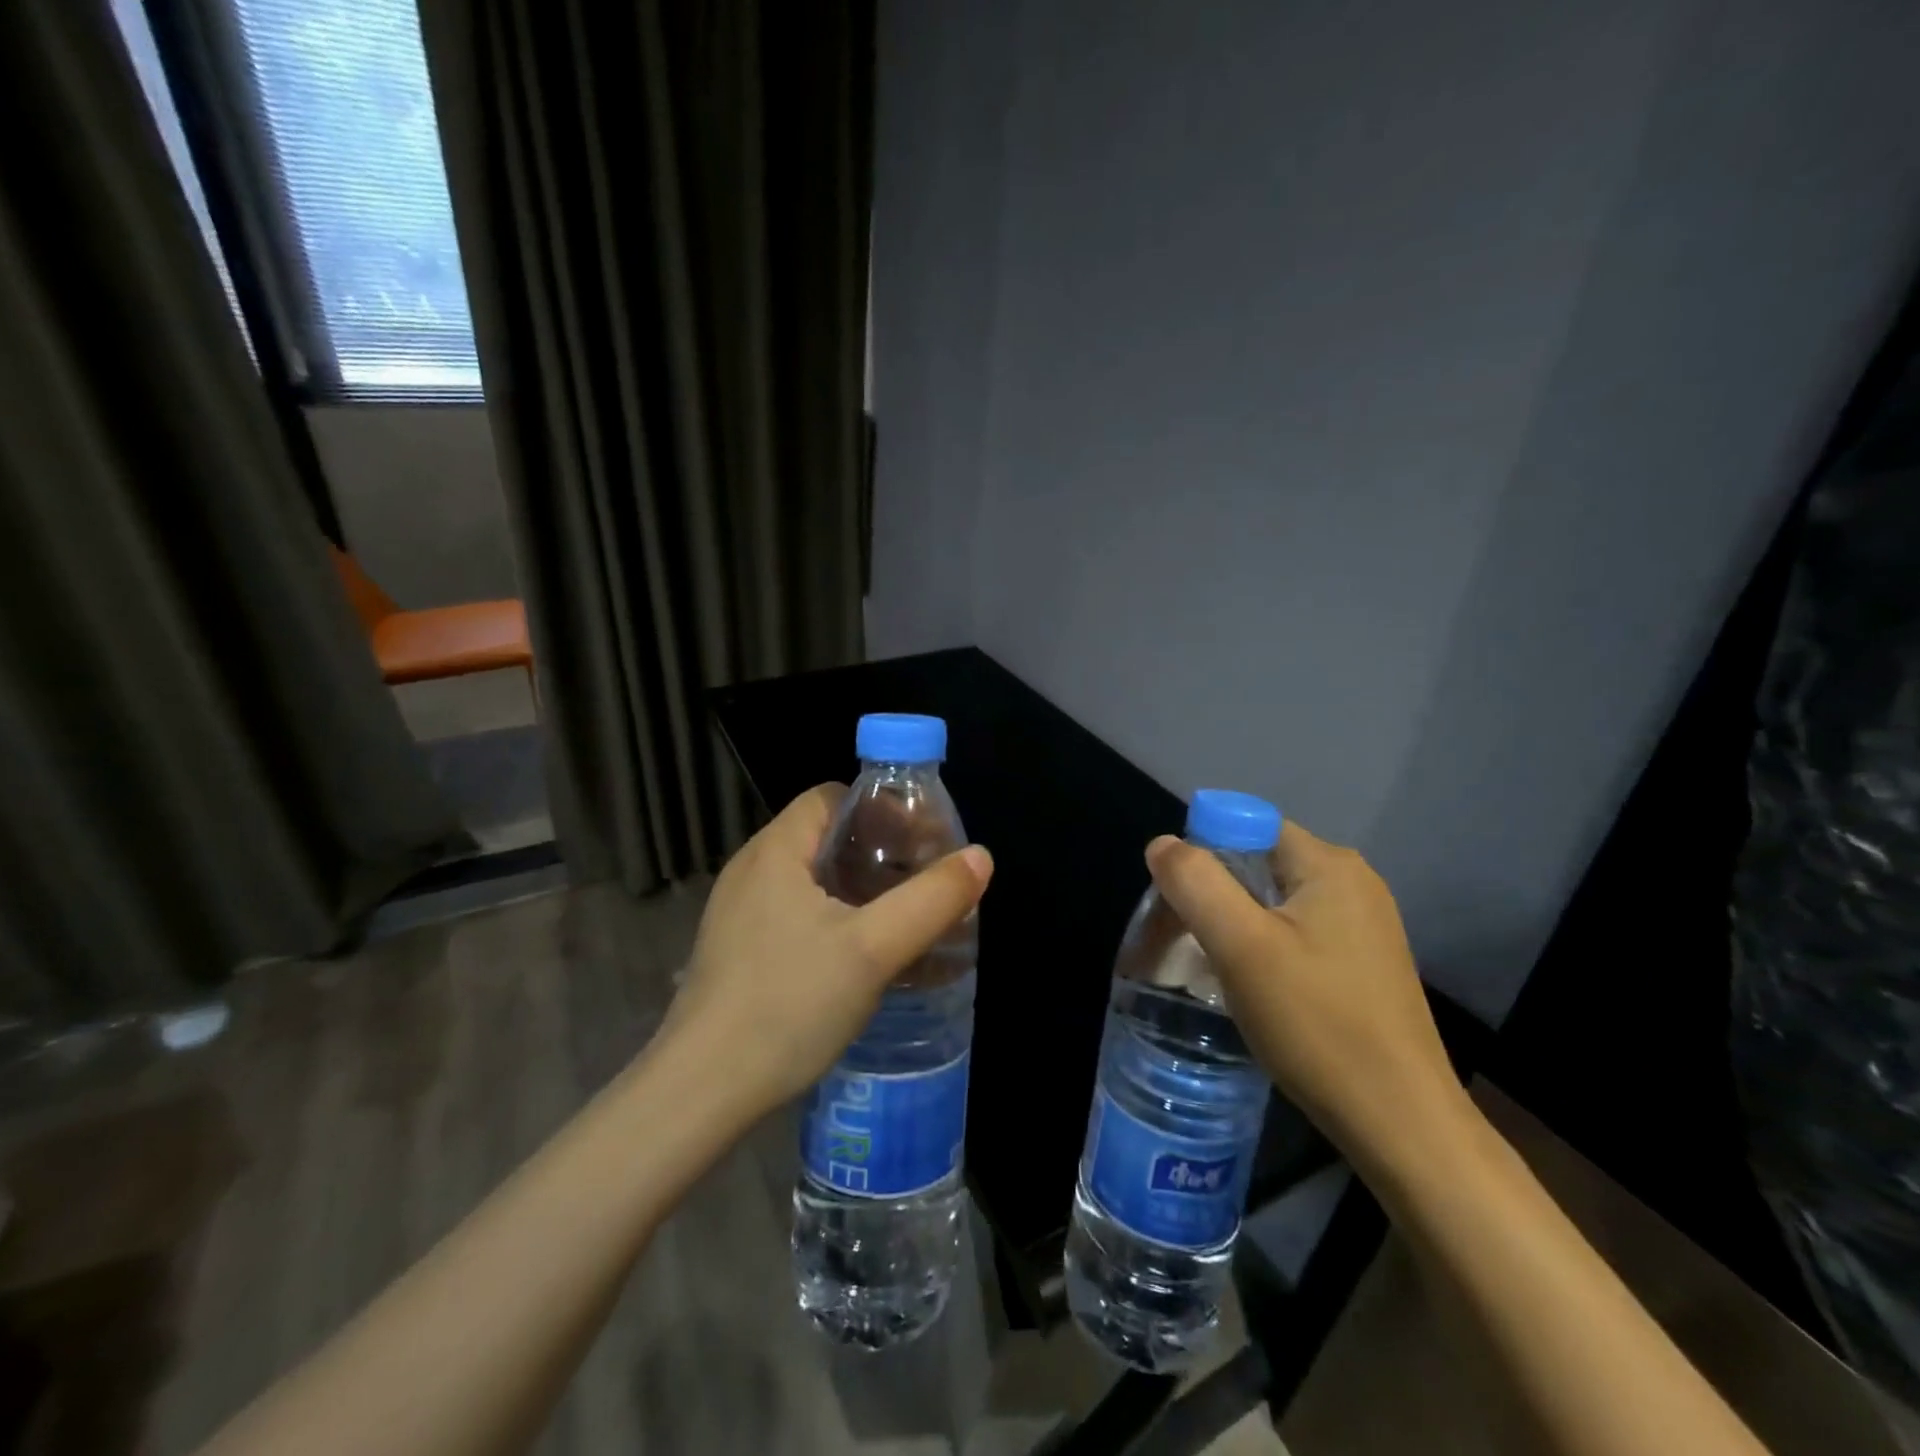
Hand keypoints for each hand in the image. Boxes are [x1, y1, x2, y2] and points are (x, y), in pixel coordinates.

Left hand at [666, 783, 992, 1117]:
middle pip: (825, 836)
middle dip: (880, 852)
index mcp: (776, 850)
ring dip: (860, 889)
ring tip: (903, 917)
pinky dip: (836, 919)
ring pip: (813, 880)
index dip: (882, 810)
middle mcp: (752, 870)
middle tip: (923, 881)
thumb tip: (981, 856)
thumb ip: (931, 899)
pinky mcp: (739, 951)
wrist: (701, 1092)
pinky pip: (796, 914)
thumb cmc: (788, 1004)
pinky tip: (863, 957)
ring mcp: (739, 913)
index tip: (923, 841)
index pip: (832, 797)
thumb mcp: (873, 949)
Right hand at [1145, 821, 1467, 1176]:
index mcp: (1329, 865)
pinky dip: (1262, 948)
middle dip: (1211, 894)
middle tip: (1181, 943)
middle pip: (1257, 863)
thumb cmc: (1317, 1024)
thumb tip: (1163, 844)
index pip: (1246, 827)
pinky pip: (1295, 933)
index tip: (1179, 906)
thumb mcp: (1242, 947)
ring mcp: (1364, 925)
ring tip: (1210, 969)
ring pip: (1273, 902)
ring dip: (1233, 924)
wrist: (1400, 1124)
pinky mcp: (1363, 963)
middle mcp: (1353, 883)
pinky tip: (1251, 988)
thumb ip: (1195, 883)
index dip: (1202, 855)